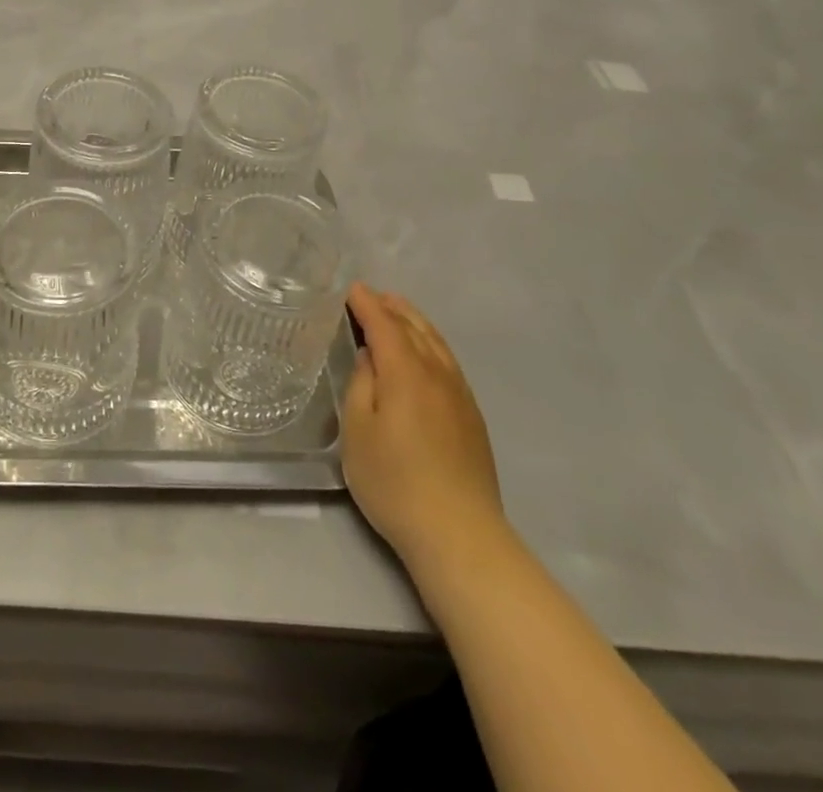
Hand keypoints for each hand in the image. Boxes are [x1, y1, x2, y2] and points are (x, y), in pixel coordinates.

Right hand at [341, 284, 503, 571]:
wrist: (459, 533)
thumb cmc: (395, 482)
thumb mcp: (358, 431)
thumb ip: (361, 384)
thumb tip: (371, 357)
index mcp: (405, 371)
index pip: (384, 323)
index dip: (366, 303)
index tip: (350, 289)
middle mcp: (437, 372)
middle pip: (414, 326)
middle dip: (391, 306)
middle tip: (370, 296)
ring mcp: (459, 393)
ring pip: (436, 341)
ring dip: (413, 321)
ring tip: (396, 312)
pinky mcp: (472, 414)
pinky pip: (448, 360)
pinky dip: (431, 343)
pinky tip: (424, 353)